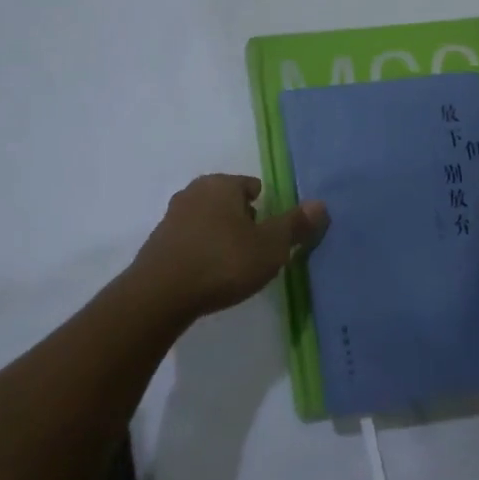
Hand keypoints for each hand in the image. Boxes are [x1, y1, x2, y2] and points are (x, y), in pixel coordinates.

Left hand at [128, 174, 327, 321]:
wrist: (160, 294)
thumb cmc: (223, 262)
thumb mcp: (270, 247)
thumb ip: (295, 225)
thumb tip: (321, 204)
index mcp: (221, 184)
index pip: (251, 186)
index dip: (266, 209)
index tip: (271, 235)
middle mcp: (193, 192)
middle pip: (228, 201)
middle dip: (242, 221)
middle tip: (255, 251)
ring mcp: (171, 217)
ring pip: (207, 220)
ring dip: (220, 237)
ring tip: (233, 266)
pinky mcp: (158, 243)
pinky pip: (190, 241)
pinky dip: (201, 252)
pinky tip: (208, 274)